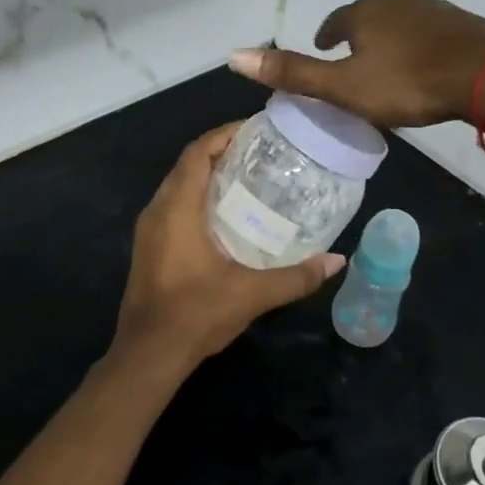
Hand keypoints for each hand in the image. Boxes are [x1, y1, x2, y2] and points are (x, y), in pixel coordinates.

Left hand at [111, 122, 345, 376]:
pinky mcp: (149, 247)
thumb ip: (296, 277)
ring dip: (208, 175)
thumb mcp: (251, 294)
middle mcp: (157, 210)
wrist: (147, 355)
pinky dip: (198, 197)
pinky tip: (225, 215)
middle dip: (220, 152)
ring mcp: (148, 230)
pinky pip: (173, 206)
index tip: (255, 129)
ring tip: (248, 177)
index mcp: (177, 209)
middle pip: (187, 165)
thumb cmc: (195, 314)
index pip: (197, 154)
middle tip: (260, 153)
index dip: (223, 135)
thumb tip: (337, 261)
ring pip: (178, 186)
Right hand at [229, 0, 484, 127]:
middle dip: (362, 32)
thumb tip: (233, 55)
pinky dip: (426, 44)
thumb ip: (293, 73)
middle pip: (372, 15)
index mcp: (366, 14)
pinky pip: (437, 31)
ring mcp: (437, 10)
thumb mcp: (343, 87)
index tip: (325, 46)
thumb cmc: (407, 84)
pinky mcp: (467, 24)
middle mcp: (400, 2)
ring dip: (395, 36)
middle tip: (357, 58)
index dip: (327, 33)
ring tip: (392, 62)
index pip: (337, 18)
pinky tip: (431, 64)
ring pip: (406, 20)